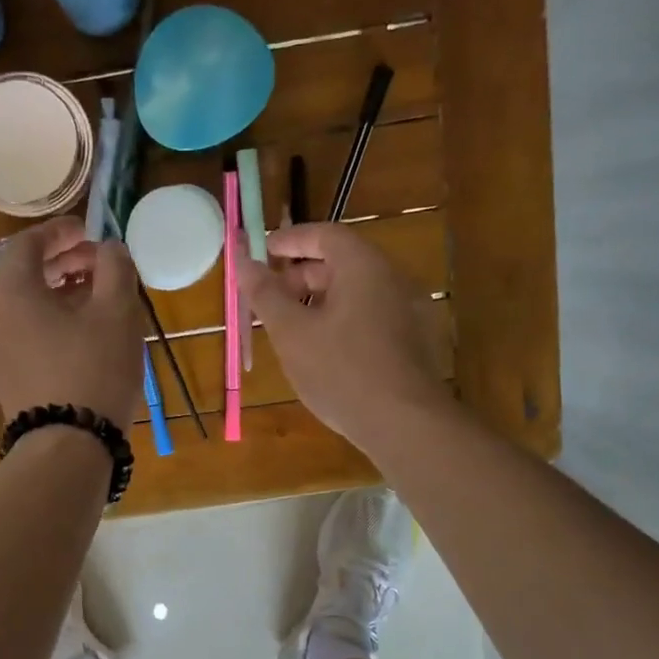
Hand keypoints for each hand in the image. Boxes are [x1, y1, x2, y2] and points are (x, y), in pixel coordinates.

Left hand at [0, 217, 142, 429]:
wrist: (67, 445)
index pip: (28, 243)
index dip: (61, 232)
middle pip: (24, 274)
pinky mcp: (1, 377)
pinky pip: (23, 334)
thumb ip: (115, 267)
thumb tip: (110, 249)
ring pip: (24, 306)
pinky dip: (49, 321)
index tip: (89, 231)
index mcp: (10, 291)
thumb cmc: (93, 370)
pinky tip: (81, 334)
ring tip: (96, 299)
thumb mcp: (116, 312)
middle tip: (100, 265)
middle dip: (63, 264)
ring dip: (58, 294)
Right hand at [242, 222, 451, 451]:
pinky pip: (373, 316)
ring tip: (293, 328)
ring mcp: (410, 310)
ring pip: (358, 292)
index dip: (291, 240)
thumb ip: (265, 294)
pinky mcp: (415, 341)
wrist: (404, 423)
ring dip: (322, 301)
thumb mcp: (292, 333)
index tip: (264, 252)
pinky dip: (344, 320)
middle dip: (302, 276)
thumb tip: (243, 261)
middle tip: (272, 298)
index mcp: (364, 266)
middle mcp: (393, 279)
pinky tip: (326, 352)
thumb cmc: (341, 371)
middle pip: (343, 263)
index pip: (325, 235)